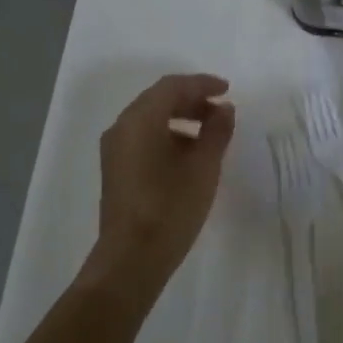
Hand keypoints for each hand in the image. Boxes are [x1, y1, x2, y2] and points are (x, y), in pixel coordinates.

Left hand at [84, 74, 235, 299]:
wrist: (132, 258)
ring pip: (151, 120)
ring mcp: (115, 150)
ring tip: (211, 133)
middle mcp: (122, 128)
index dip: (202, 84)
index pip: (172, 87)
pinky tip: (190, 155)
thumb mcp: (203, 167)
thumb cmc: (171, 207)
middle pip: (158, 100)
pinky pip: (144, 138)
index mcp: (140, 120)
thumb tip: (224, 109)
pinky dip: (169, 135)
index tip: (227, 89)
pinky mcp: (117, 170)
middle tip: (222, 110)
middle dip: (192, 100)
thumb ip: (217, 131)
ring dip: (181, 118)